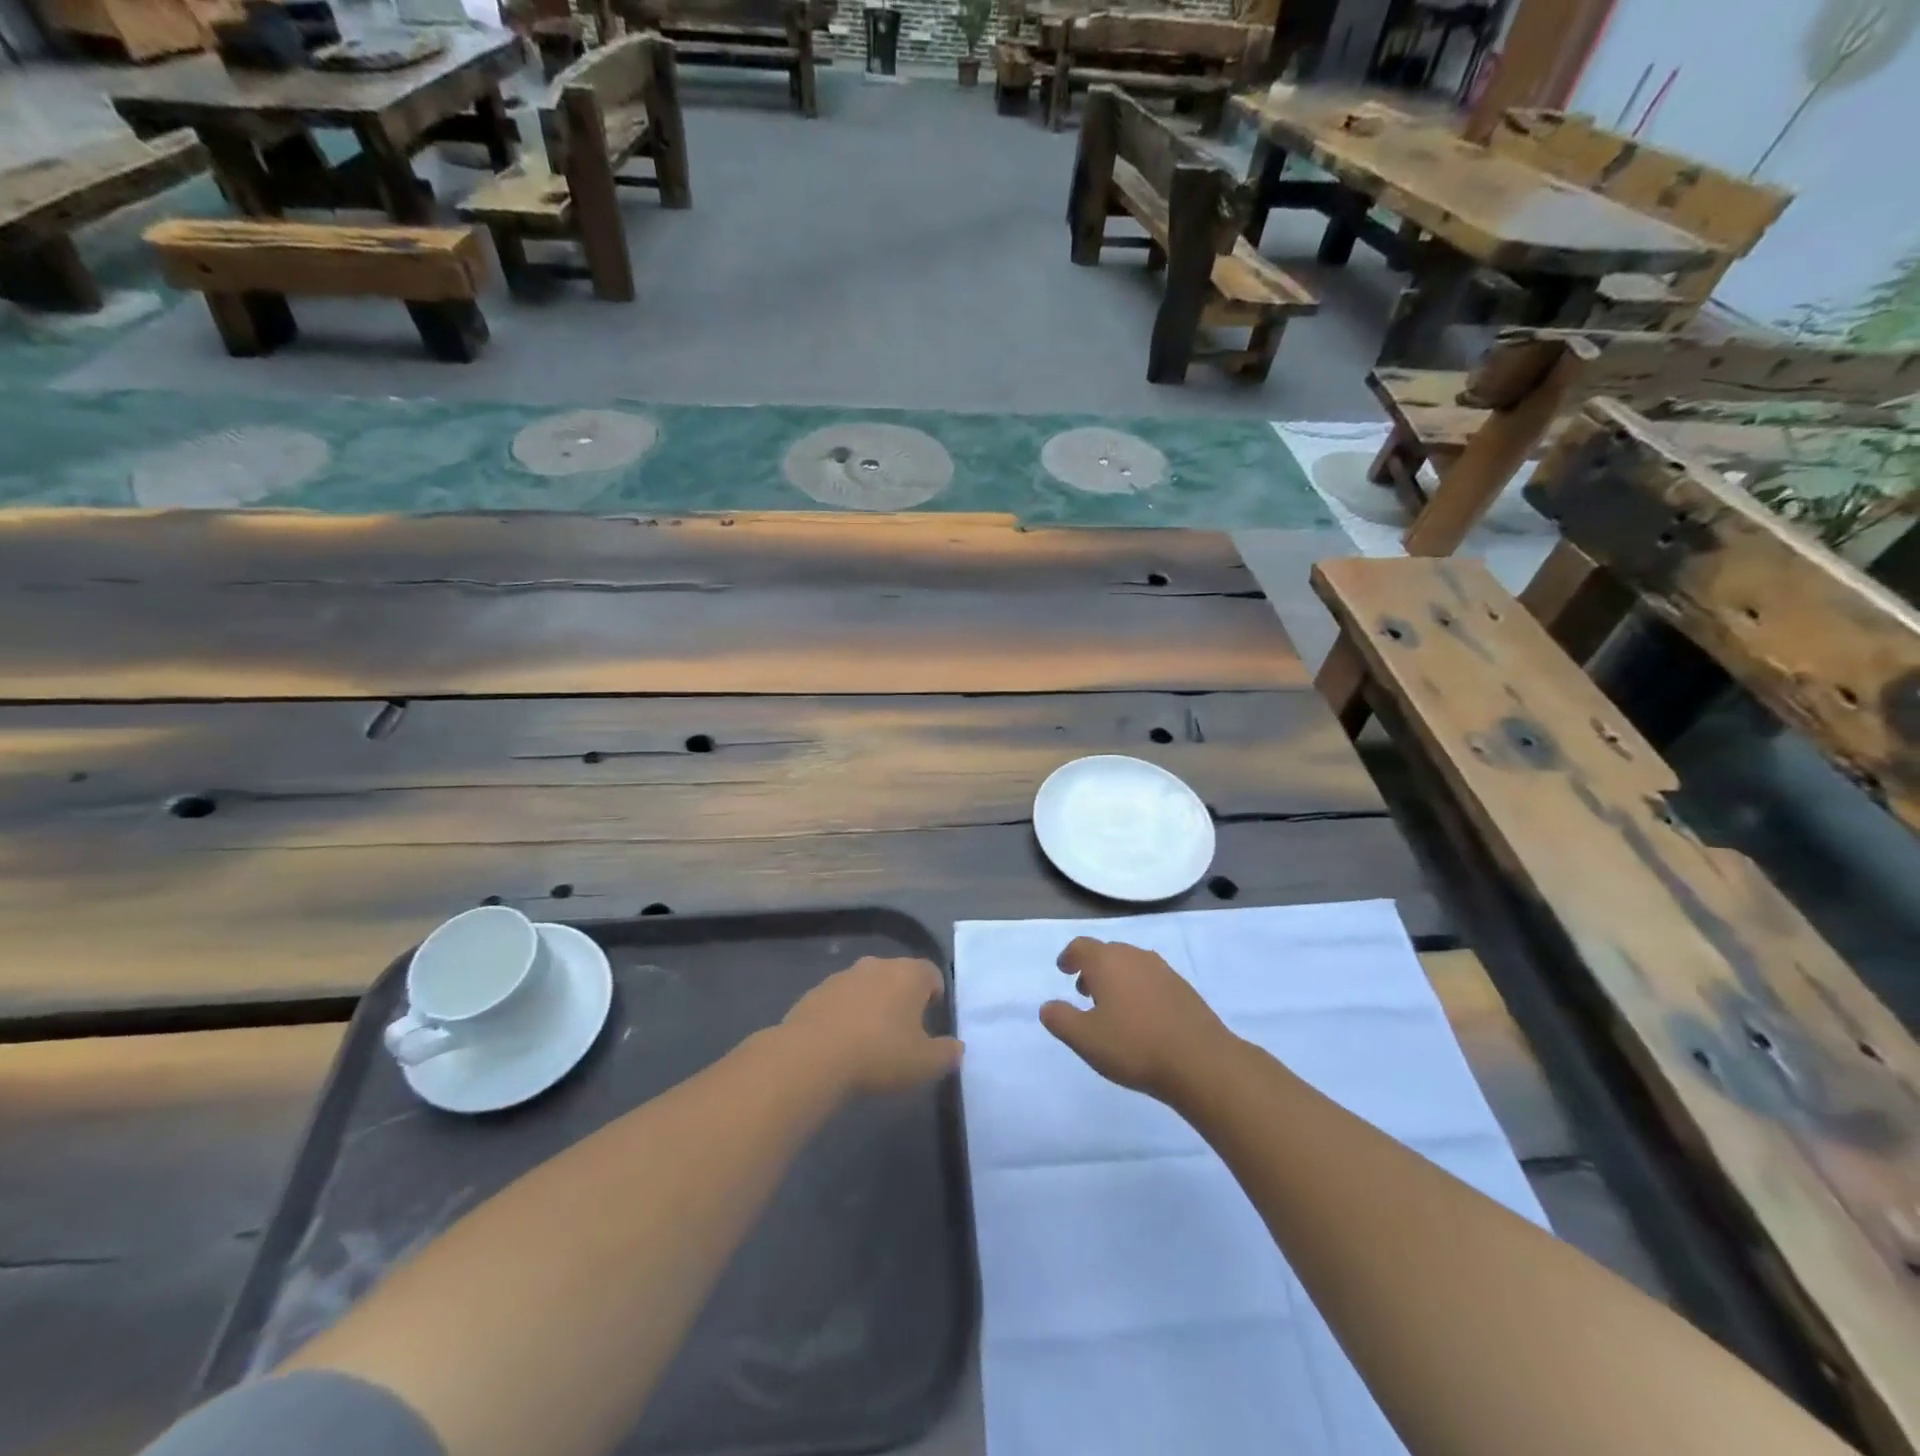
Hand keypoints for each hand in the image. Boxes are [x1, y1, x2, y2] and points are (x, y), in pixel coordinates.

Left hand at [782, 957, 962, 1094]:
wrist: (811, 1057)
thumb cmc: (879, 1054)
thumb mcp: (925, 1064)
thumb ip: (948, 1054)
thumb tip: (956, 1048)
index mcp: (909, 974)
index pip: (932, 973)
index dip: (935, 996)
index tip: (930, 1024)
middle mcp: (877, 965)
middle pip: (899, 977)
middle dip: (903, 1000)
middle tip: (902, 1035)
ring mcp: (843, 976)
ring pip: (867, 987)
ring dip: (872, 1007)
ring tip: (869, 1043)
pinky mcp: (815, 992)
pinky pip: (840, 1001)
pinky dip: (845, 1016)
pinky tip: (841, 1045)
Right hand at [1039, 938, 1233, 1100]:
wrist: (1200, 1061)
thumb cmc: (1134, 1046)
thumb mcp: (1085, 1039)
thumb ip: (1060, 1019)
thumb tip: (1047, 1006)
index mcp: (1107, 962)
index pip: (1081, 947)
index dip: (1069, 956)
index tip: (1063, 969)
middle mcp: (1134, 956)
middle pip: (1107, 952)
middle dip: (1093, 968)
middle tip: (1084, 991)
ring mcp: (1162, 970)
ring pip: (1131, 964)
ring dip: (1117, 978)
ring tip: (1112, 1006)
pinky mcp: (1183, 988)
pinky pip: (1151, 979)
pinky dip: (1139, 988)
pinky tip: (1142, 1016)